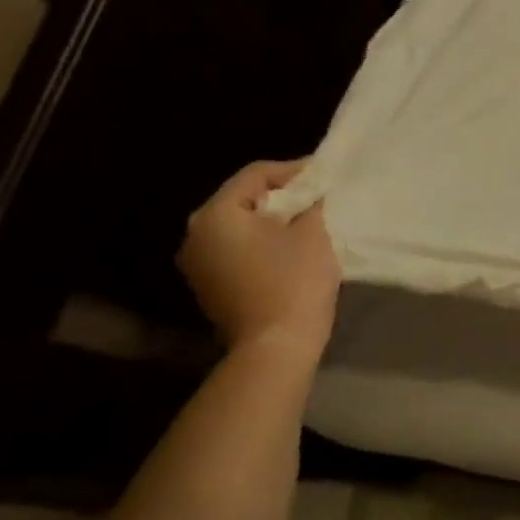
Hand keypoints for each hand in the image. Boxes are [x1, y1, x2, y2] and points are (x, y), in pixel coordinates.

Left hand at [177, 161, 339, 364]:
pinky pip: (235, 250)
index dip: (293, 170)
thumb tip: (313, 192)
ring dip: (271, 220)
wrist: (275, 349)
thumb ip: (311, 202)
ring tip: (307, 219)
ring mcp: (197, 264)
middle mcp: (196, 235)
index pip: (256, 174)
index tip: (323, 174)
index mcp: (216, 214)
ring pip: (239, 225)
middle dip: (281, 195)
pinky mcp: (208, 287)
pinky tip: (288, 247)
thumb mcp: (312, 231)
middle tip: (316, 195)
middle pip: (243, 198)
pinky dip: (260, 243)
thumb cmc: (293, 282)